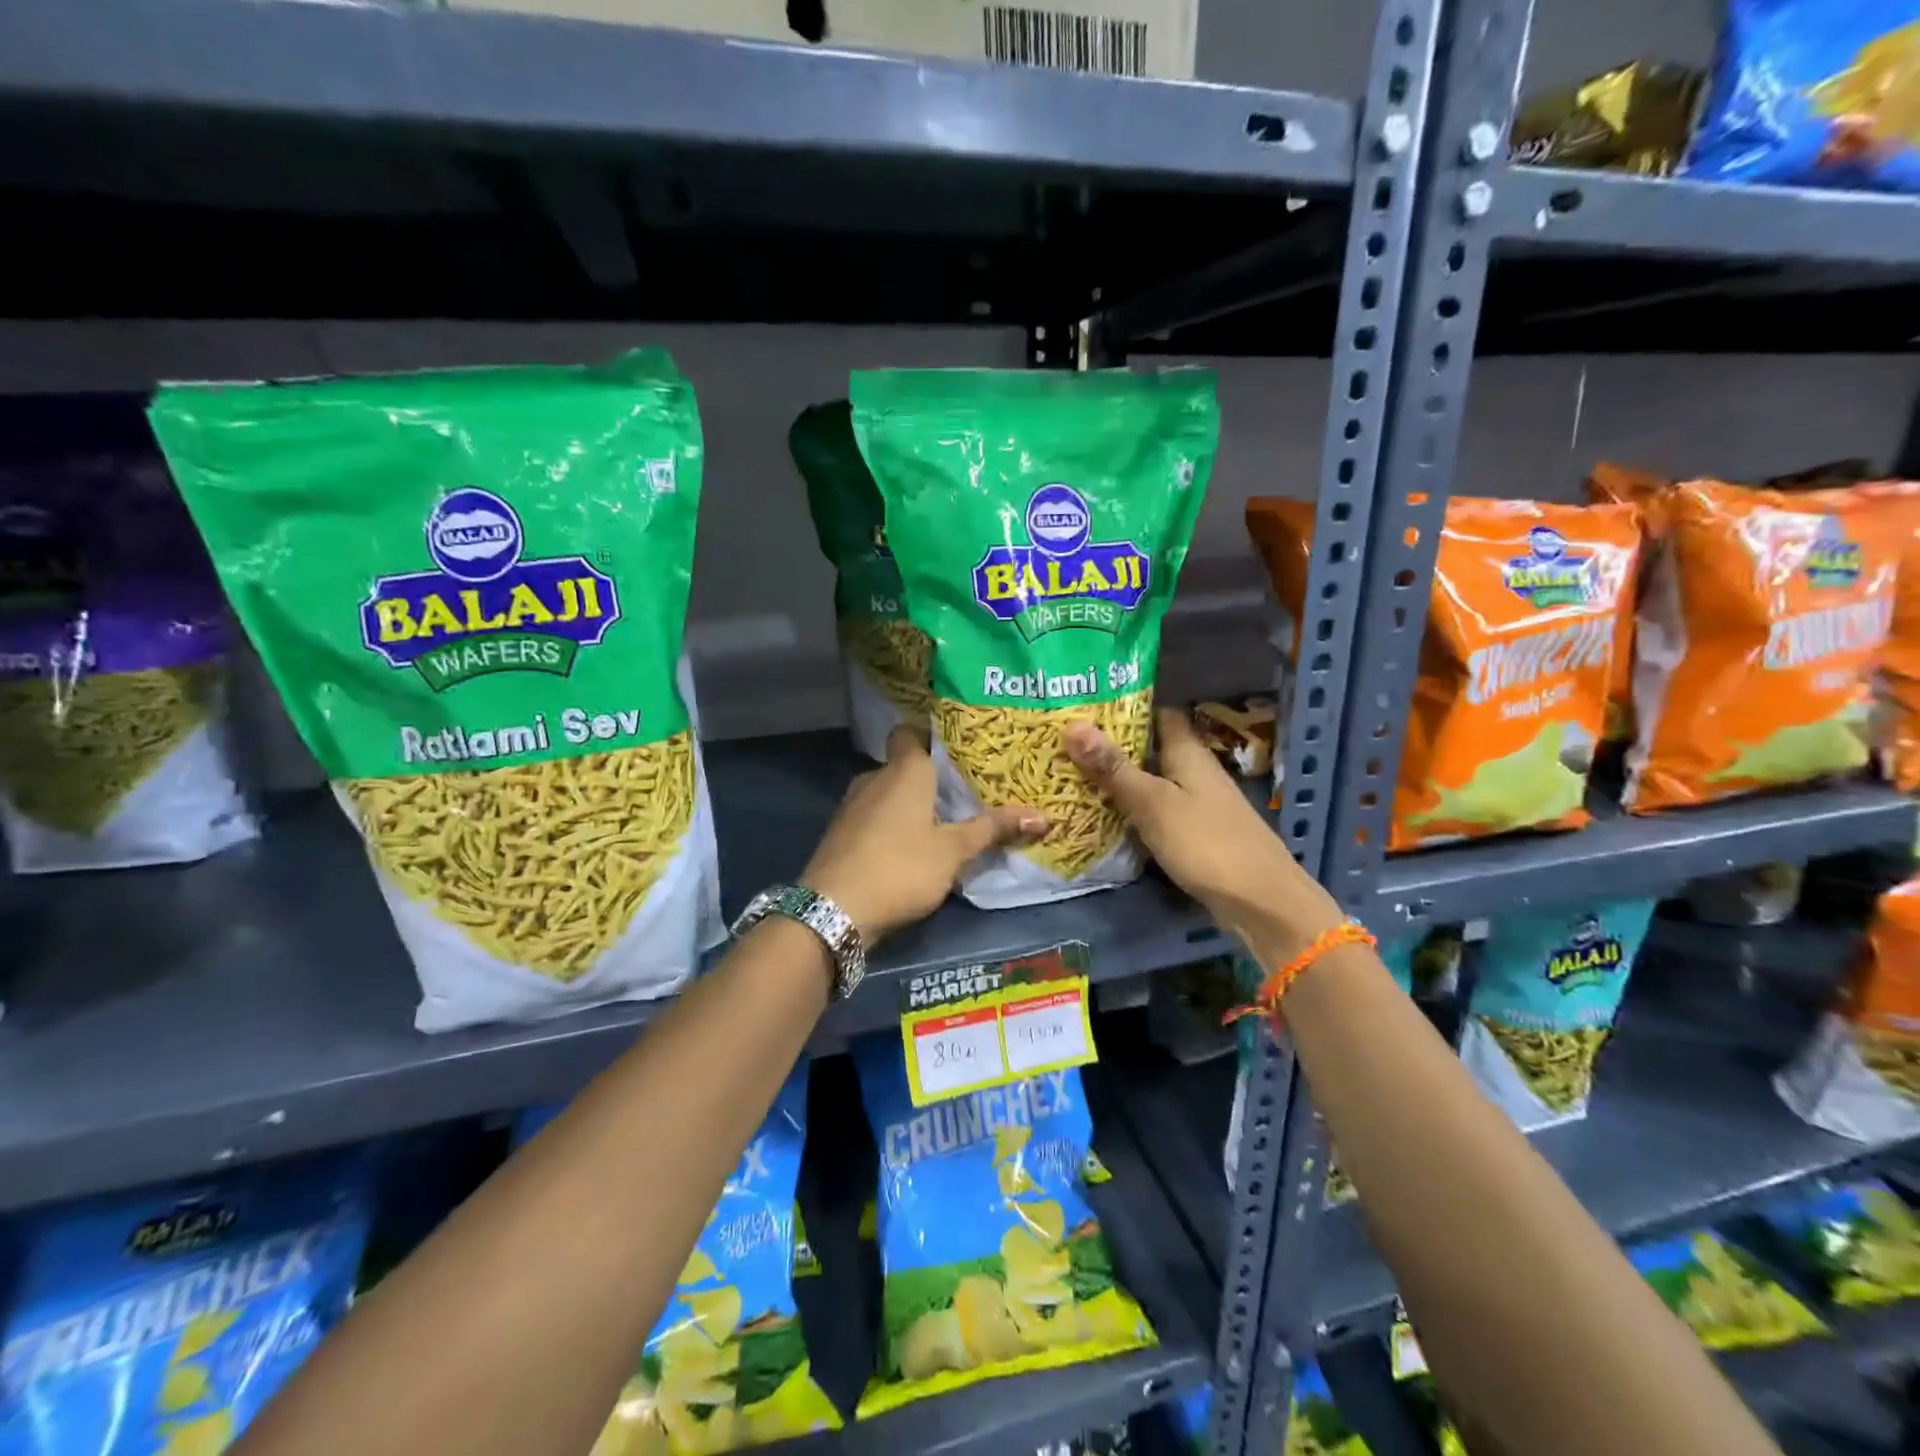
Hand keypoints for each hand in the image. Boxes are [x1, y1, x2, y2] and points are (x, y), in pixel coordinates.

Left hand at [803, 726, 1046, 942]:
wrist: (833, 910)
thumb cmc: (901, 867)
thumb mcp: (954, 851)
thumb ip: (993, 829)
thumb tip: (1044, 816)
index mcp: (904, 770)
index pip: (911, 732)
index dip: (931, 737)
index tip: (958, 750)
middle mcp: (874, 778)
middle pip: (904, 766)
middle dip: (930, 779)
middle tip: (964, 792)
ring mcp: (852, 806)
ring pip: (888, 794)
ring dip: (910, 806)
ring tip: (943, 822)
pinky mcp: (841, 834)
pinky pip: (874, 818)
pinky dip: (891, 826)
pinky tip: (910, 849)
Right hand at [1064, 709, 1343, 961]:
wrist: (1260, 902)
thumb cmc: (1205, 842)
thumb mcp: (1152, 802)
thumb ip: (1113, 767)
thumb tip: (1072, 724)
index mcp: (1187, 751)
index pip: (1157, 712)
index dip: (1124, 705)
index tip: (1084, 703)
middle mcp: (1193, 769)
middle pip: (1150, 746)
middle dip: (1111, 743)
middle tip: (1063, 739)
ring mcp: (1195, 802)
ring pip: (1151, 779)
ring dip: (1118, 777)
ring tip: (1070, 771)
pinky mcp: (1193, 832)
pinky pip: (1155, 809)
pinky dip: (1130, 807)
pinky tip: (1101, 813)